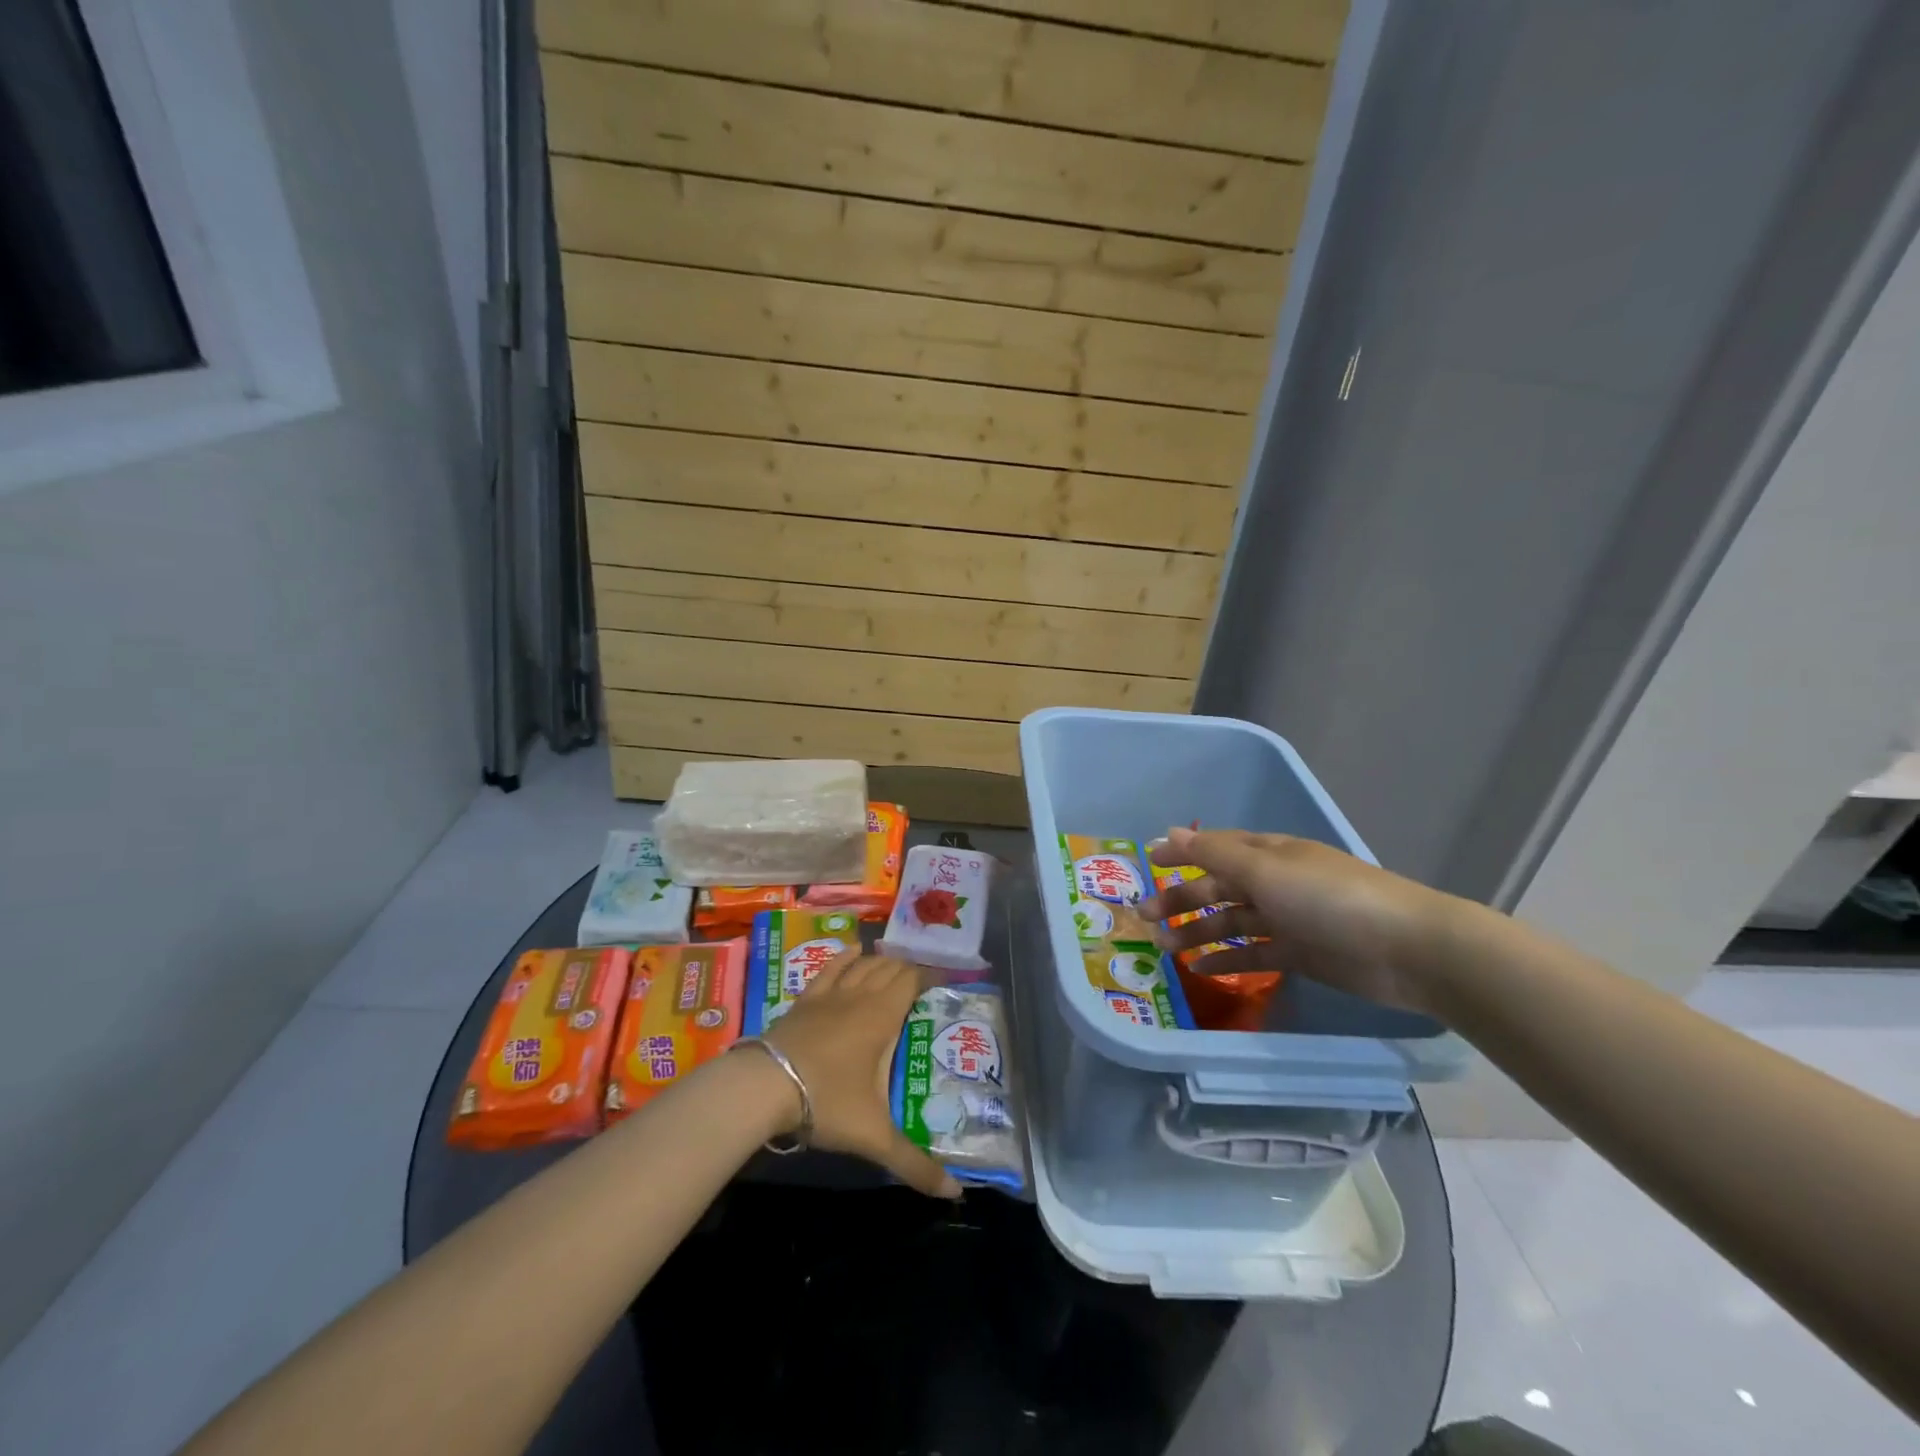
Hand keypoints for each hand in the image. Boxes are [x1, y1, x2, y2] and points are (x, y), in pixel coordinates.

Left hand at [762, 954, 962, 1198]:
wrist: (766, 1086)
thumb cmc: (827, 1102)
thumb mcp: (874, 1136)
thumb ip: (914, 1163)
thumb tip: (956, 1194)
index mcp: (883, 1016)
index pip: (911, 980)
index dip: (927, 977)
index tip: (942, 982)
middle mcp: (861, 995)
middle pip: (889, 968)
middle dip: (907, 970)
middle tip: (920, 982)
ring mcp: (830, 994)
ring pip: (862, 964)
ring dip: (880, 961)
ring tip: (893, 963)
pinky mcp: (805, 999)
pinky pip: (831, 967)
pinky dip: (845, 956)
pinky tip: (853, 950)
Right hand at [1137, 826, 1449, 1014]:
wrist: (1408, 949)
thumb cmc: (1329, 899)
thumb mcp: (1266, 871)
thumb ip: (1215, 855)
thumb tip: (1169, 832)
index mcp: (1269, 853)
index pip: (1215, 847)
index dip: (1182, 852)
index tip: (1148, 862)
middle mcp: (1275, 881)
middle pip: (1218, 887)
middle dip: (1182, 898)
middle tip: (1145, 916)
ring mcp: (1288, 919)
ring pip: (1231, 921)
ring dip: (1197, 931)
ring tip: (1165, 947)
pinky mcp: (1300, 954)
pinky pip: (1253, 953)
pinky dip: (1227, 958)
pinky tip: (1200, 969)